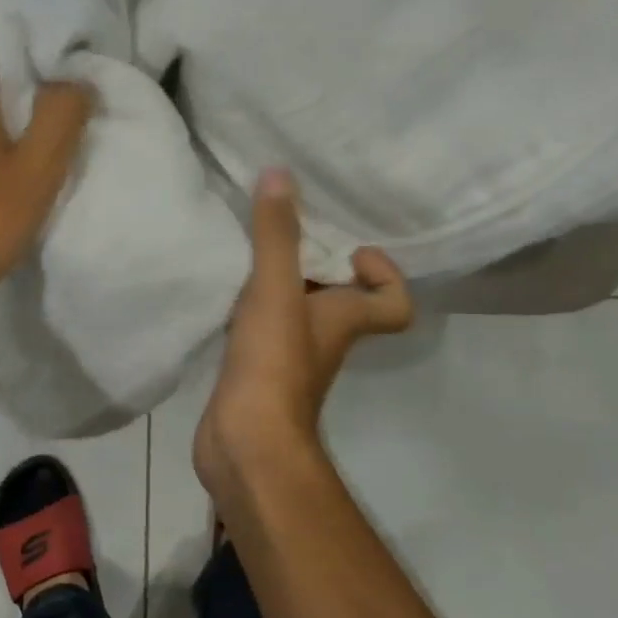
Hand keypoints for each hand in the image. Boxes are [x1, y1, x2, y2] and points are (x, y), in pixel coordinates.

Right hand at [194, 169, 412, 498]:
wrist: (244, 443)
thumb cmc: (273, 364)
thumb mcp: (275, 290)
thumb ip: (277, 235)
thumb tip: (280, 174)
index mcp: (345, 319)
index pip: (394, 302)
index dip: (385, 274)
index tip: (349, 249)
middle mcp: (325, 337)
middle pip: (340, 296)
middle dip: (318, 262)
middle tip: (287, 230)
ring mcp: (290, 356)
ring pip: (297, 309)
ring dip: (280, 281)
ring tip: (250, 247)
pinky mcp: (258, 369)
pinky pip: (262, 326)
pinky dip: (250, 306)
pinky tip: (223, 287)